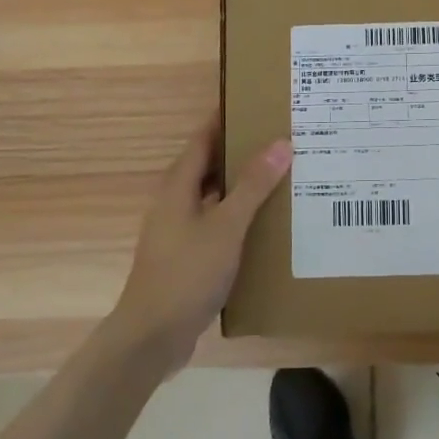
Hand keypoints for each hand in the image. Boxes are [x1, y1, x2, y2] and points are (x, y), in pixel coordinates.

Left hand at [105, 117, 291, 371]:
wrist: (154, 336)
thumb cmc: (187, 272)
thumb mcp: (226, 225)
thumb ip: (252, 185)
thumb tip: (281, 143)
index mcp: (178, 185)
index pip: (204, 138)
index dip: (227, 118)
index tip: (258, 102)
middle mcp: (176, 202)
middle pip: (211, 165)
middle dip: (243, 151)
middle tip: (284, 138)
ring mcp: (181, 230)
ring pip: (216, 196)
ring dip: (244, 185)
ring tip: (285, 175)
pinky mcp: (189, 255)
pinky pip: (219, 223)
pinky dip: (241, 215)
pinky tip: (268, 223)